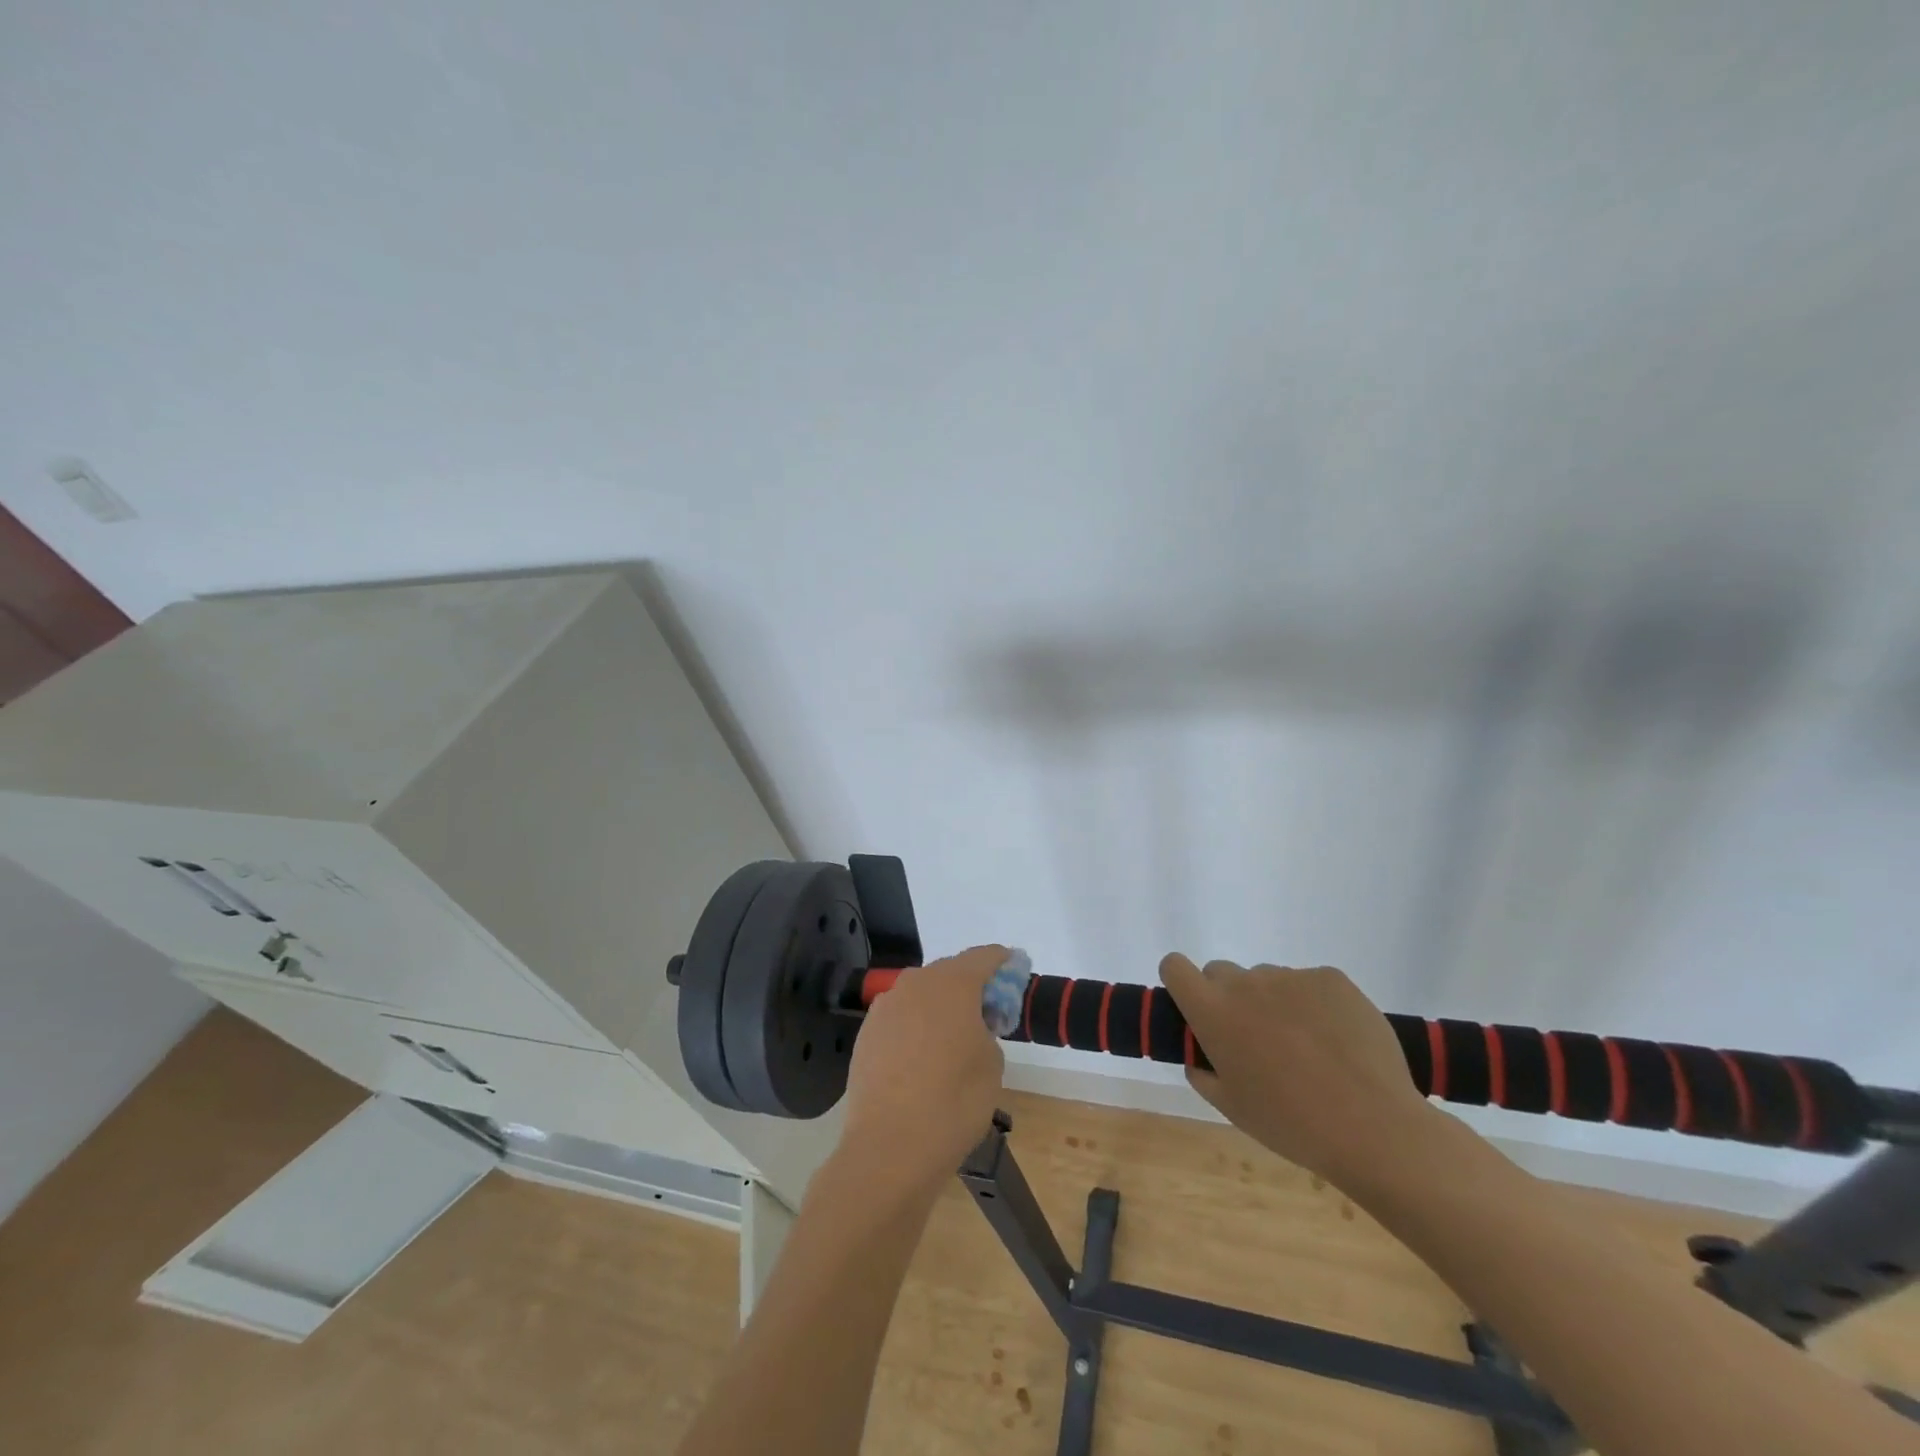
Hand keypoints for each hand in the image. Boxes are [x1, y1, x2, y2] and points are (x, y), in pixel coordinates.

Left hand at [839, 945, 1007, 1193]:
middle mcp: (916, 984)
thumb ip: (987, 1030)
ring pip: (922, 994)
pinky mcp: (866, 1033)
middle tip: (989, 1014)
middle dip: (971, 987)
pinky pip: (901, 1018)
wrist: (889, 1147)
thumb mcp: (992, 1064)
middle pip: (950, 972)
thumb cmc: (954, 1101)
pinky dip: (916, 1027)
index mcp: (952, 983)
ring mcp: (885, 1007)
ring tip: (954, 1040)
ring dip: (940, 1007)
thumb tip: (970, 1026)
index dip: (1004, 963)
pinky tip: (923, 1059)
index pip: (985, 957)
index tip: (1016, 973)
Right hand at [1159, 954, 1437, 1186]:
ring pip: (1268, 980)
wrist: (1373, 1128)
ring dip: (1274, 1003)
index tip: (1196, 1008)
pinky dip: (1315, 1005)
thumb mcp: (1232, 1108)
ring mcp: (1290, 976)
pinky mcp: (1330, 978)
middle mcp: (1245, 982)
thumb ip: (1203, 1073)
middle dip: (1230, 999)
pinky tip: (1338, 1042)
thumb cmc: (1291, 1124)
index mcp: (1212, 1011)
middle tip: (1256, 1040)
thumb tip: (1201, 1056)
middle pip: (1221, 972)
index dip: (1181, 983)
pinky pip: (1309, 984)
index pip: (1174, 966)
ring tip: (1308, 1048)